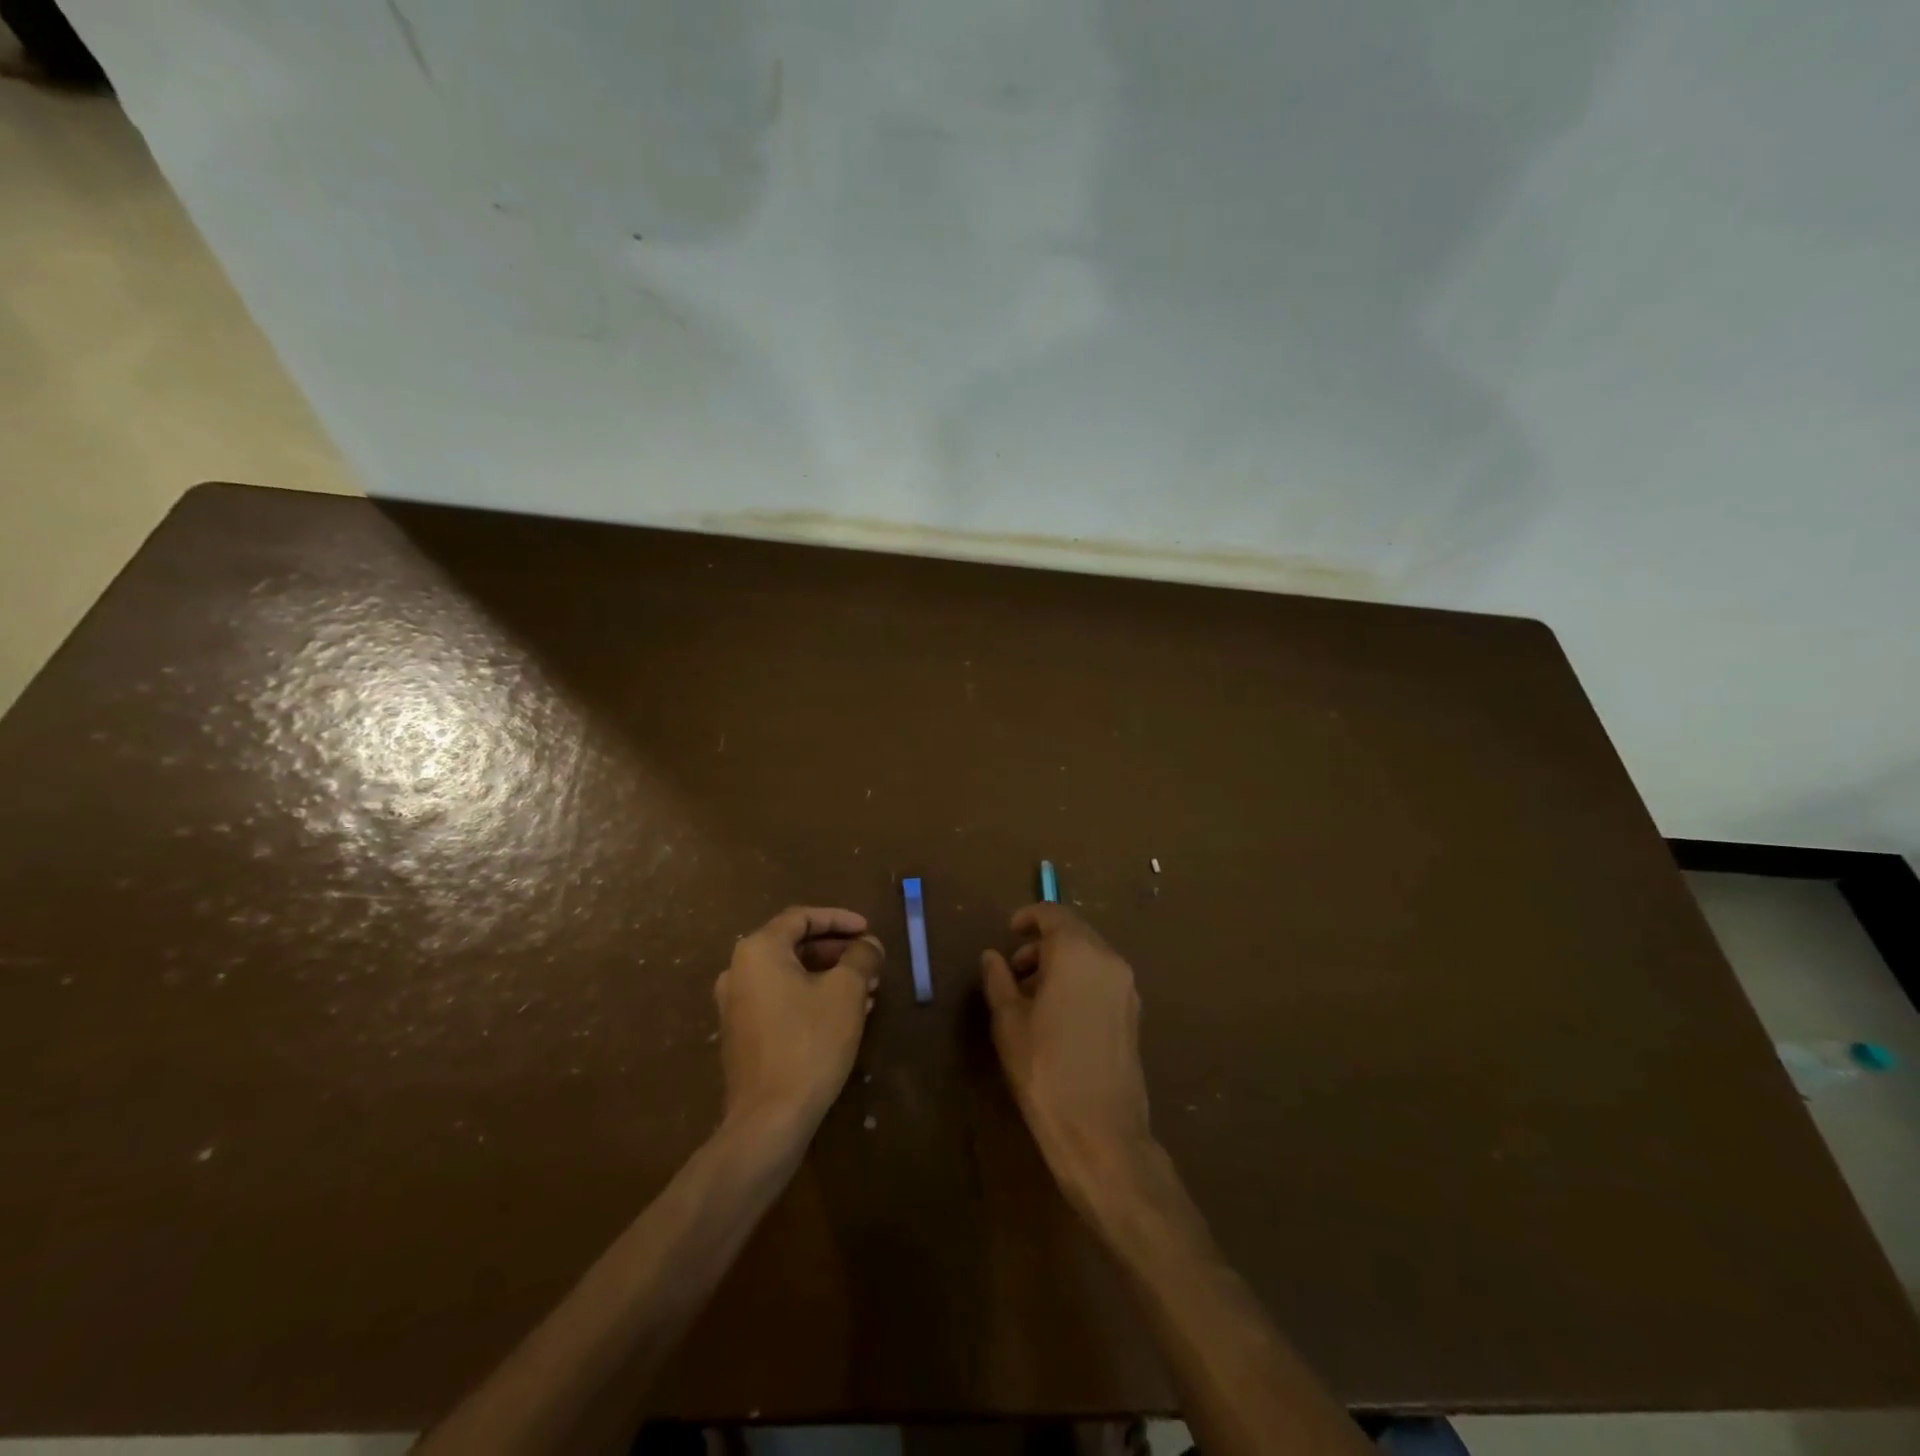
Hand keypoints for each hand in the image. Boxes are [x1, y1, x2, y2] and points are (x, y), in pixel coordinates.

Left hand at [715, 906, 882, 1130]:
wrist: (769, 1119)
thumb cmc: (809, 1042)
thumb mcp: (847, 991)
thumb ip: (861, 957)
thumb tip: (869, 945)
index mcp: (758, 951)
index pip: (801, 918)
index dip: (839, 919)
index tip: (868, 930)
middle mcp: (739, 971)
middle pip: (794, 946)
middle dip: (837, 951)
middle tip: (869, 961)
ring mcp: (736, 1006)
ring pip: (790, 976)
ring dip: (828, 976)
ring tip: (867, 989)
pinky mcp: (742, 1036)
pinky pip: (781, 1000)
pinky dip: (812, 997)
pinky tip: (845, 1015)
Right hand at [981, 905, 1152, 1201]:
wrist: (1101, 1132)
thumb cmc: (1045, 1069)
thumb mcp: (1009, 1022)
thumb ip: (998, 980)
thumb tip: (992, 956)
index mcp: (1077, 953)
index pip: (1054, 914)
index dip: (1029, 917)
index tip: (1009, 931)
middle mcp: (1109, 960)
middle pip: (1074, 933)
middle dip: (1042, 944)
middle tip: (1014, 969)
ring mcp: (1126, 987)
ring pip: (1089, 956)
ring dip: (1059, 963)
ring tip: (1030, 995)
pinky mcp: (1133, 1013)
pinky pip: (1102, 979)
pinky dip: (1078, 980)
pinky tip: (1057, 1013)